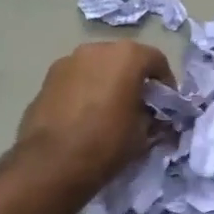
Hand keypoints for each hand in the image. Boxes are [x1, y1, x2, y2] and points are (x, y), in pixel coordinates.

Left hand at [17, 40, 174, 191]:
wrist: (51, 164)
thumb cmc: (106, 144)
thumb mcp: (142, 134)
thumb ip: (150, 117)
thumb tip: (149, 116)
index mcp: (126, 57)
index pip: (156, 60)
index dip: (165, 82)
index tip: (166, 104)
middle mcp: (96, 50)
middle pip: (124, 58)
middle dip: (134, 78)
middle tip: (139, 104)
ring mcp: (67, 61)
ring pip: (97, 67)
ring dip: (107, 82)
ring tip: (109, 109)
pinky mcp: (47, 79)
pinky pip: (76, 79)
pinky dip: (85, 90)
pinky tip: (84, 115)